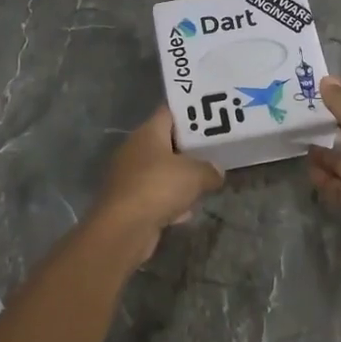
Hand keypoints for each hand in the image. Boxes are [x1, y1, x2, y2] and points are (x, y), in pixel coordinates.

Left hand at [87, 107, 223, 263]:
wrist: (123, 229)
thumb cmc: (158, 187)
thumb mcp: (195, 175)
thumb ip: (210, 169)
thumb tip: (217, 171)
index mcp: (148, 133)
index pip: (169, 112)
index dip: (190, 112)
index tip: (211, 116)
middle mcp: (135, 150)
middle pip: (166, 142)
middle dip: (189, 148)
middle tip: (213, 149)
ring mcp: (130, 177)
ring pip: (161, 171)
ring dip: (180, 178)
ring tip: (205, 180)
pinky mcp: (129, 203)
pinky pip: (155, 196)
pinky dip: (170, 202)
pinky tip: (187, 211)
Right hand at [307, 77, 340, 264]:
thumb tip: (326, 79)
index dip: (336, 96)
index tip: (309, 86)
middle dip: (327, 124)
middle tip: (295, 115)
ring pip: (340, 160)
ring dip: (322, 153)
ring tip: (296, 142)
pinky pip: (335, 185)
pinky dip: (322, 178)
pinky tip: (307, 170)